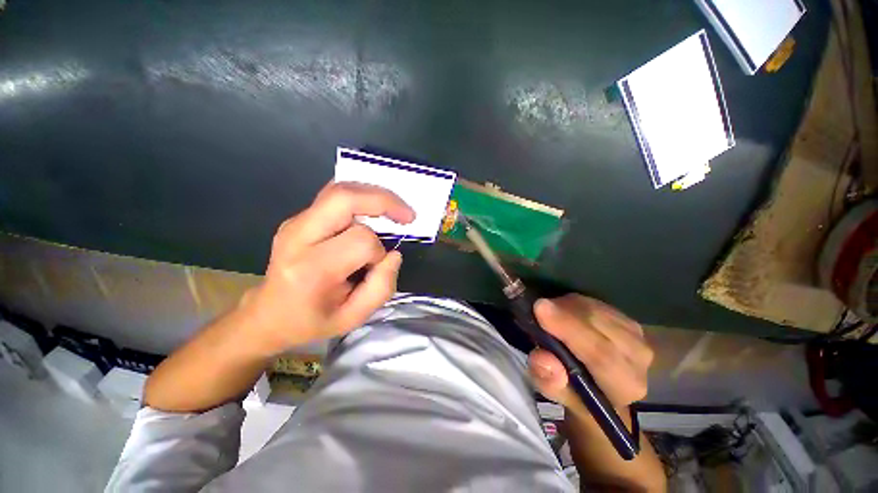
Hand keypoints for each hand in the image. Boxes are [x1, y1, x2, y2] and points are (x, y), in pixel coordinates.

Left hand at [239, 181, 414, 355]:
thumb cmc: (312, 320)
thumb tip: (394, 254)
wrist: (268, 315)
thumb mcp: (353, 318)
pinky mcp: (298, 218)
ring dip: (374, 196)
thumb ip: (382, 287)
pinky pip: (334, 196)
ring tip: (394, 211)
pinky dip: (360, 197)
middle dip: (384, 201)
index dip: (378, 251)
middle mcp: (298, 237)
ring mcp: (295, 222)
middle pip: (344, 198)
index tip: (376, 266)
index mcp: (311, 269)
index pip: (360, 240)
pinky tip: (372, 209)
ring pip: (340, 190)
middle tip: (407, 215)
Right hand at [528, 294, 652, 410]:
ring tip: (549, 316)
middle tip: (537, 307)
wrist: (598, 385)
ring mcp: (637, 335)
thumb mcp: (555, 393)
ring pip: (595, 309)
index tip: (540, 308)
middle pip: (598, 324)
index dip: (569, 328)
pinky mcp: (627, 319)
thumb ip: (549, 381)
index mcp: (624, 386)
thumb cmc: (575, 392)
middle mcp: (638, 359)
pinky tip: (564, 312)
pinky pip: (595, 302)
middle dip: (563, 312)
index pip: (600, 354)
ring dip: (566, 307)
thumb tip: (542, 358)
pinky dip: (573, 303)